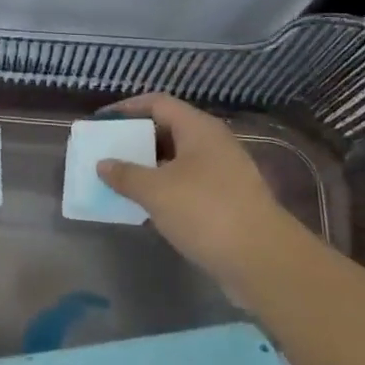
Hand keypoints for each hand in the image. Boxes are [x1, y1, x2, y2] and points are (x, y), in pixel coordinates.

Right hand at [97, 93, 291, 295]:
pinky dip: (164, 190)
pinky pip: (187, 185)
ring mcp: (223, 174)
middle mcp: (212, 144)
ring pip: (177, 160)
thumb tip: (103, 164)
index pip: (157, 103)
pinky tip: (145, 206)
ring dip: (148, 168)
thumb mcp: (156, 191)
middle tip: (107, 151)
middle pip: (168, 130)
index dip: (126, 109)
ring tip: (119, 179)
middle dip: (135, 140)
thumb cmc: (206, 212)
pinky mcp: (226, 202)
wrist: (263, 261)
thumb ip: (125, 175)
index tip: (101, 122)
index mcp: (198, 129)